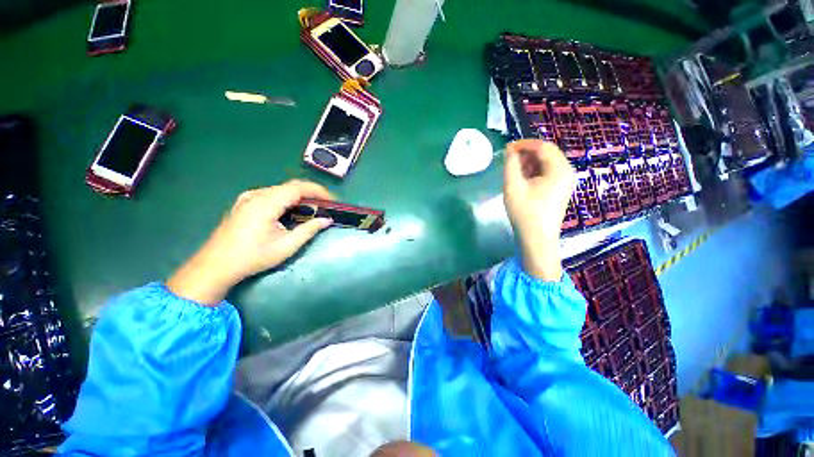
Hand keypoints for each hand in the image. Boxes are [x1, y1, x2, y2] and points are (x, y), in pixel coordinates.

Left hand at [167, 180, 333, 304]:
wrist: (216, 266)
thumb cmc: (252, 257)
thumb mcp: (286, 246)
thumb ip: (309, 230)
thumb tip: (327, 220)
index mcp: (266, 203)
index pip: (298, 188)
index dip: (318, 191)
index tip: (332, 201)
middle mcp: (256, 195)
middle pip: (290, 187)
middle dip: (311, 194)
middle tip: (325, 206)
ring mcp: (248, 198)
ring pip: (281, 190)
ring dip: (299, 197)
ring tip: (312, 209)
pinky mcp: (244, 203)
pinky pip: (271, 195)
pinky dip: (287, 200)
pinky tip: (292, 212)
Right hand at [503, 140, 574, 280]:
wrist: (537, 238)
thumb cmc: (525, 212)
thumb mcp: (513, 186)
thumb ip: (510, 165)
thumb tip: (510, 150)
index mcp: (559, 169)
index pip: (543, 146)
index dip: (524, 144)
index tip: (507, 148)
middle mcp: (567, 172)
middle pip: (546, 153)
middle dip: (526, 153)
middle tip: (508, 159)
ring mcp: (565, 182)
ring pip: (546, 163)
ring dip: (529, 162)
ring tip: (512, 169)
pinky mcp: (559, 190)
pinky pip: (547, 173)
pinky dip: (534, 172)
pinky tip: (522, 179)